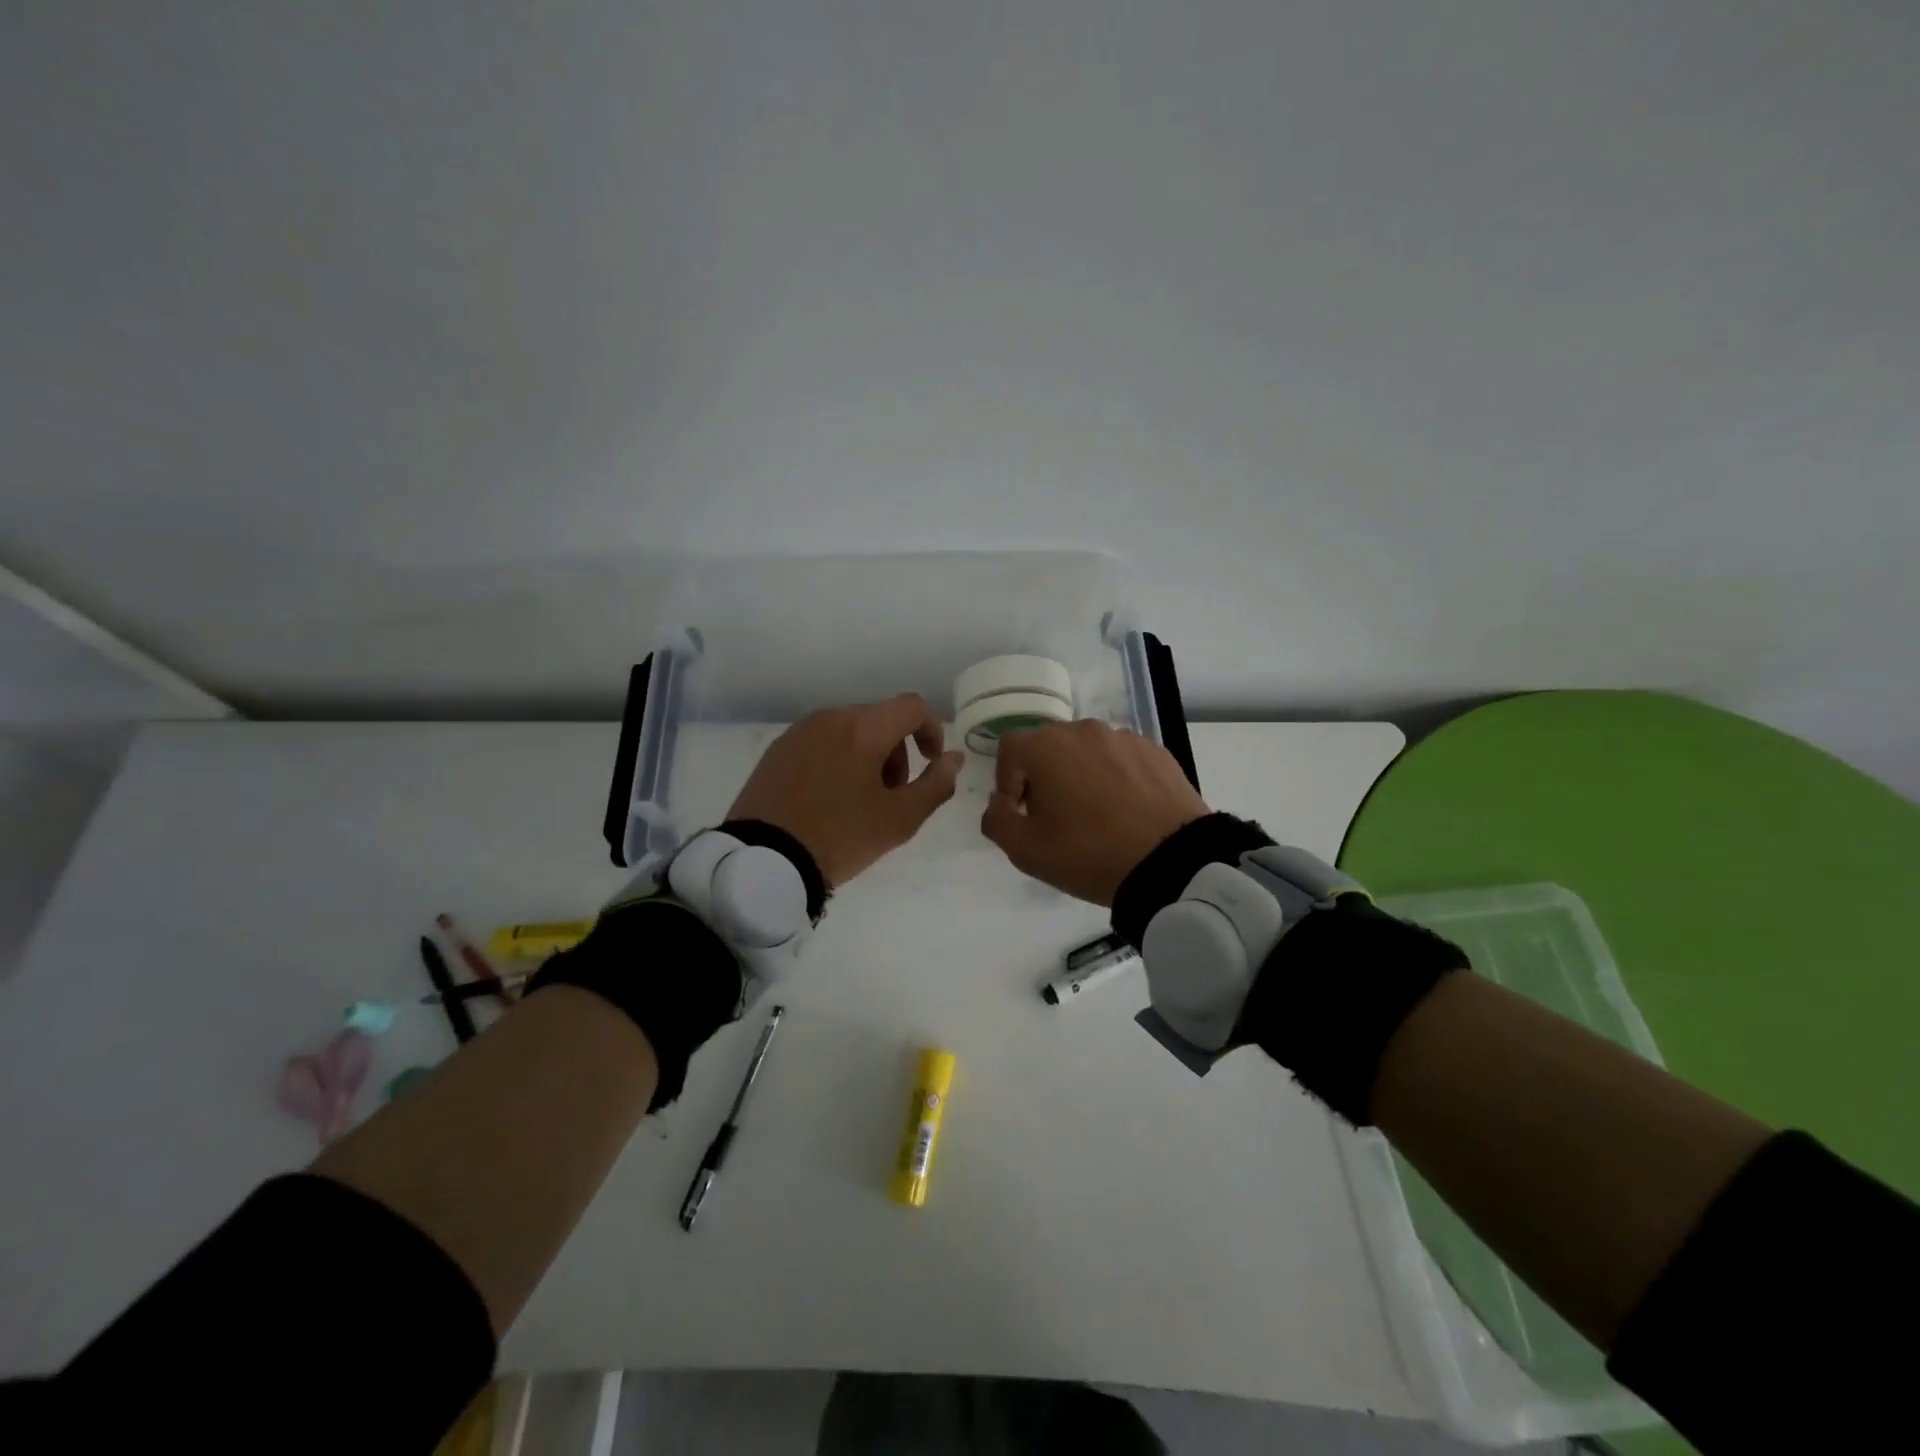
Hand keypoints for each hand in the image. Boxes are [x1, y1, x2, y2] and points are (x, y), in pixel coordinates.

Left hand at [727, 694, 964, 887]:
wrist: (763, 861)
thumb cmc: (841, 837)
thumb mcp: (900, 819)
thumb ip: (936, 785)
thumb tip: (953, 758)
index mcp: (863, 728)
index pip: (912, 707)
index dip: (932, 731)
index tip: (931, 764)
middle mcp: (830, 718)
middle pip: (880, 719)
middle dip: (898, 750)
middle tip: (894, 793)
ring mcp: (799, 732)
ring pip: (849, 730)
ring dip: (868, 756)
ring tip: (860, 800)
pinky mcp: (777, 750)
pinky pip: (821, 742)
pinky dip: (838, 759)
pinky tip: (829, 799)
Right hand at [980, 719, 1209, 905]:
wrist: (1171, 862)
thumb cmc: (1089, 854)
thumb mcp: (1026, 850)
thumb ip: (997, 821)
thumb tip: (999, 804)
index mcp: (1046, 746)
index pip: (1010, 748)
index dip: (1007, 780)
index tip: (1021, 811)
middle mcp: (1083, 730)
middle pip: (1049, 745)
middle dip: (1043, 775)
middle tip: (1054, 815)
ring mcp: (1124, 737)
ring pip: (1087, 750)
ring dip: (1080, 774)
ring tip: (1095, 813)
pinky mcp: (1156, 751)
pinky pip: (1121, 758)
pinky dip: (1114, 777)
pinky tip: (1126, 810)